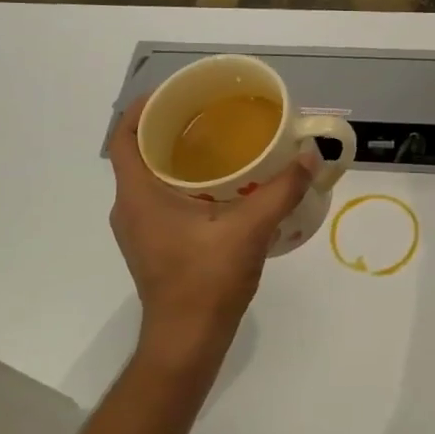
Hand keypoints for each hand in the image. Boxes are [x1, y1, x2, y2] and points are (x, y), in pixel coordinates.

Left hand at [108, 97, 315, 371]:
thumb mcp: (250, 229)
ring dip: (176, 156)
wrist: (187, 340)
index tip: (175, 92)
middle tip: (209, 112)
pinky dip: (183, 182)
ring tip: (218, 142)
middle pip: (138, 153)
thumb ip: (282, 189)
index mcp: (138, 196)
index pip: (124, 136)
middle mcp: (129, 208)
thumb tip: (311, 155)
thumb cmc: (207, 281)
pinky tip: (221, 185)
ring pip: (150, 178)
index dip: (142, 107)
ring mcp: (139, 229)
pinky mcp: (153, 245)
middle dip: (169, 128)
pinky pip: (160, 199)